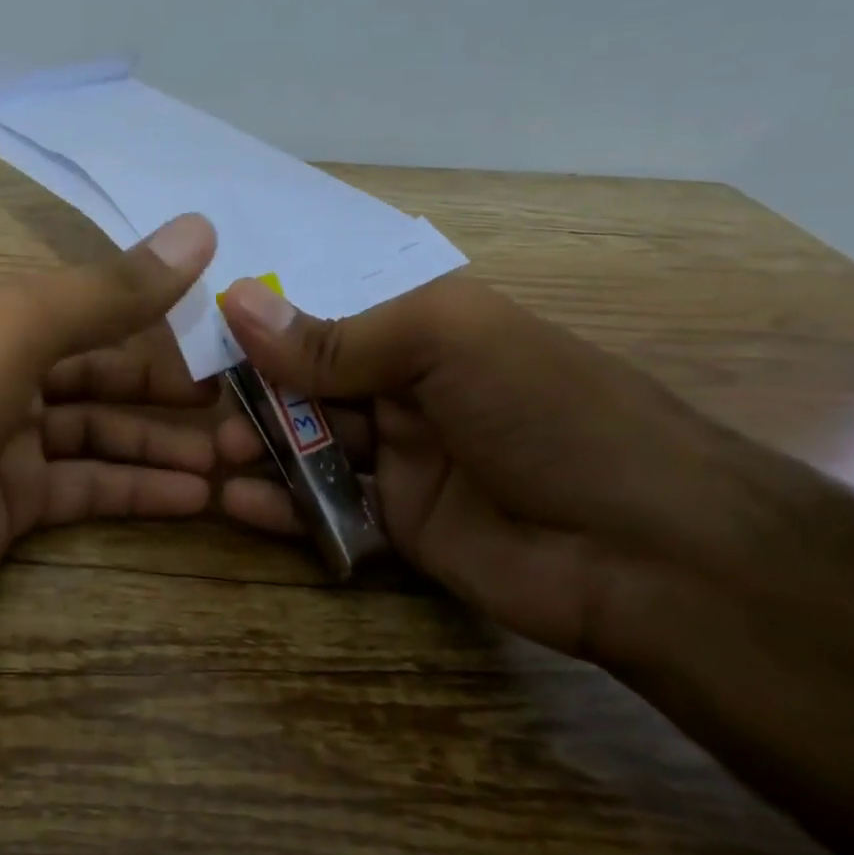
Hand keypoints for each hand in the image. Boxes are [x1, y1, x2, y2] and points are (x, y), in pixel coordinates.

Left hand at [0, 214, 219, 669]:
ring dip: (165, 442)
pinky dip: (139, 490)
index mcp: (0, 313)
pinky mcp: (12, 505)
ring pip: (103, 431)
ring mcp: (9, 441)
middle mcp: (5, 369)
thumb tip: (201, 229)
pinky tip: (196, 497)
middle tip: (244, 405)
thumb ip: (111, 289)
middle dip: (172, 387)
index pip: (99, 304)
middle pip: (106, 369)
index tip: (230, 333)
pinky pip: (89, 487)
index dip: (163, 315)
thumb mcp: (20, 329)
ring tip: (238, 457)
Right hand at [216, 273, 747, 664]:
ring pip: (313, 443)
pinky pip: (327, 506)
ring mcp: (404, 458)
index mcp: (424, 331)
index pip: (325, 315)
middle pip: (310, 382)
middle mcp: (409, 388)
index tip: (203, 335)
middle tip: (207, 412)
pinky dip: (282, 505)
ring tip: (217, 458)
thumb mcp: (444, 347)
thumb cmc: (548, 415)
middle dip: (257, 394)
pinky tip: (239, 505)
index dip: (266, 323)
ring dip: (262, 447)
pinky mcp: (401, 523)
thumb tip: (236, 300)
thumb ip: (335, 337)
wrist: (650, 555)